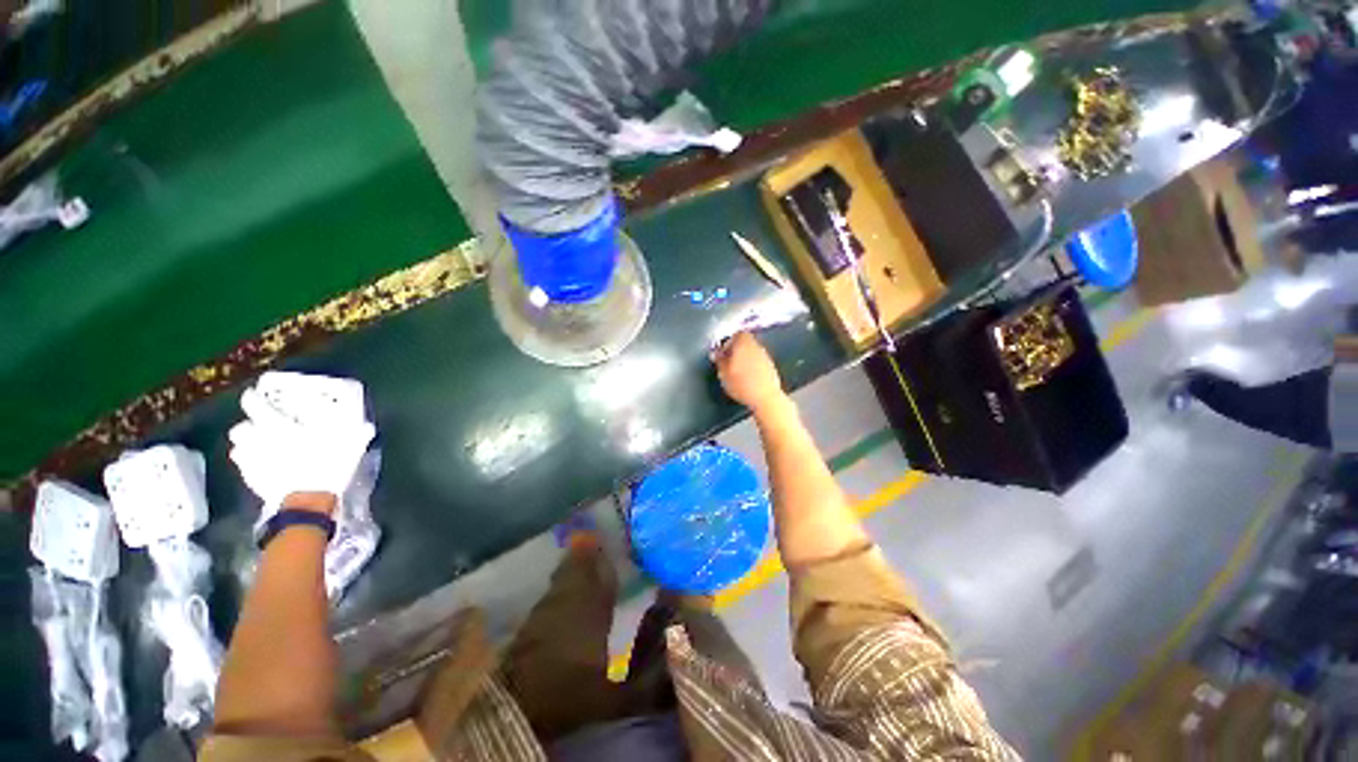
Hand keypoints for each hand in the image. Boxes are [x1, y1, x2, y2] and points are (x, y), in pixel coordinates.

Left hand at [229, 388, 374, 510]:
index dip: (252, 398)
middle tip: (259, 425)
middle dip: (247, 425)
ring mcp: (253, 461)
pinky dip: (249, 462)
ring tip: (258, 445)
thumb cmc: (328, 464)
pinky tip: (261, 465)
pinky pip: (244, 466)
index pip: (256, 406)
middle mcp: (259, 440)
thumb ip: (356, 432)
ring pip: (238, 447)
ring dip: (246, 444)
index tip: (253, 395)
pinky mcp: (251, 479)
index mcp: (279, 426)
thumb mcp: (350, 444)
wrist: (308, 499)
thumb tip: (367, 426)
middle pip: (240, 428)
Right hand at [714, 332, 785, 411]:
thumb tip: (717, 354)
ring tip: (736, 373)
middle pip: (744, 343)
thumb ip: (719, 360)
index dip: (727, 343)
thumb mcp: (723, 373)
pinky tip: (747, 380)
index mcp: (743, 342)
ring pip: (751, 353)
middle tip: (727, 363)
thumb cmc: (743, 384)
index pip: (736, 334)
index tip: (722, 353)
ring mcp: (765, 356)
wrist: (765, 397)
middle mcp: (756, 346)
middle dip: (736, 351)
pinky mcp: (771, 367)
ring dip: (744, 360)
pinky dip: (752, 368)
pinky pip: (758, 363)